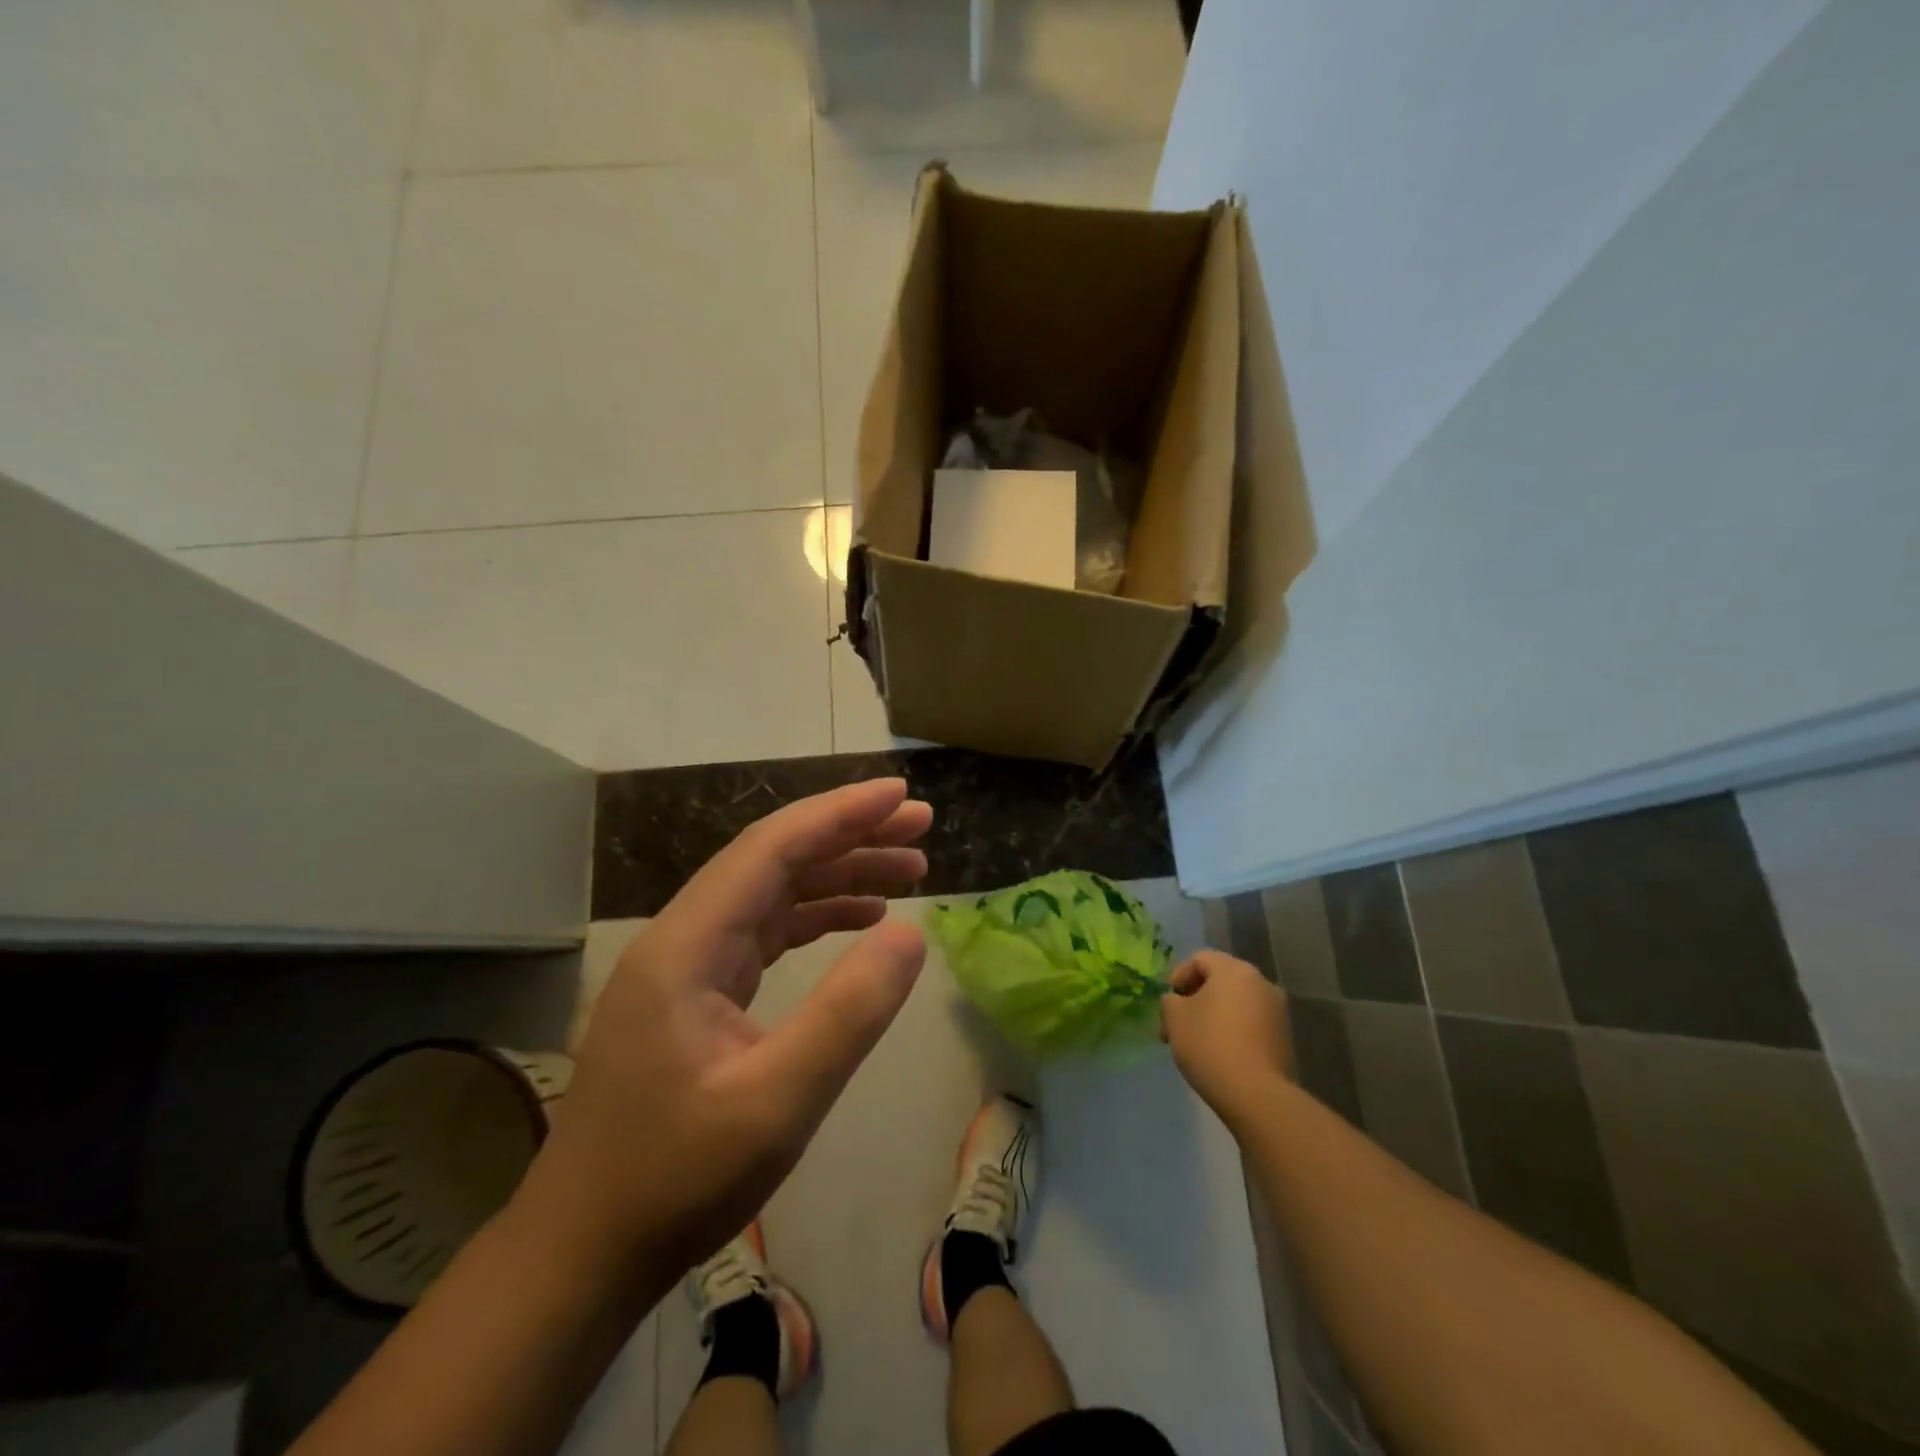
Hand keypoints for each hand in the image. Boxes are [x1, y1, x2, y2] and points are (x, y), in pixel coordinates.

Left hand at [529, 779, 931, 1292]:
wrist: (584, 1253)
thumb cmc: (677, 1180)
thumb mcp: (779, 1101)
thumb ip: (850, 1012)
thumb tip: (912, 934)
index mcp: (687, 945)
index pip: (772, 849)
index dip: (840, 814)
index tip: (900, 795)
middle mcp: (682, 938)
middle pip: (774, 859)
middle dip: (850, 835)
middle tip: (921, 826)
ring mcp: (687, 965)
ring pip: (773, 893)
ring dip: (839, 874)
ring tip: (909, 869)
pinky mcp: (697, 994)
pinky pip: (765, 932)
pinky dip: (818, 916)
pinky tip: (862, 919)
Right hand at [1161, 950, 1294, 1126]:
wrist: (1257, 1095)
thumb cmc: (1210, 1044)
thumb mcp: (1175, 1017)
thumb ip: (1170, 1000)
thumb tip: (1177, 1001)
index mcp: (1235, 970)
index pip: (1200, 959)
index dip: (1178, 976)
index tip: (1167, 1002)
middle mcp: (1261, 983)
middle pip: (1219, 981)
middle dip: (1193, 1000)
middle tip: (1174, 1025)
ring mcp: (1277, 1012)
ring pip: (1234, 1004)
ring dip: (1212, 1016)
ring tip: (1193, 1043)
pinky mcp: (1284, 1039)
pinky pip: (1250, 1024)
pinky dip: (1231, 1031)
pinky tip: (1217, 1055)